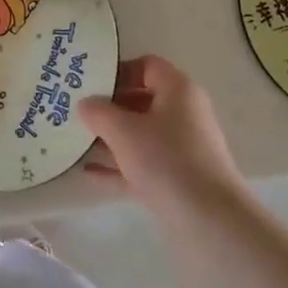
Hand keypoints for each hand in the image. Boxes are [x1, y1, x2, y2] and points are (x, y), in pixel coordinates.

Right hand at [79, 55, 245, 216]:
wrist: (209, 221)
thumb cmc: (165, 160)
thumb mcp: (123, 130)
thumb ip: (99, 112)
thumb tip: (86, 104)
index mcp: (178, 90)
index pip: (147, 66)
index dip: (119, 71)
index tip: (91, 84)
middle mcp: (184, 114)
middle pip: (142, 100)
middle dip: (110, 107)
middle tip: (78, 113)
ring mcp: (183, 149)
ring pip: (142, 135)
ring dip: (112, 138)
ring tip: (78, 142)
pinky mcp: (179, 180)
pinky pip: (144, 164)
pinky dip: (120, 167)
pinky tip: (89, 174)